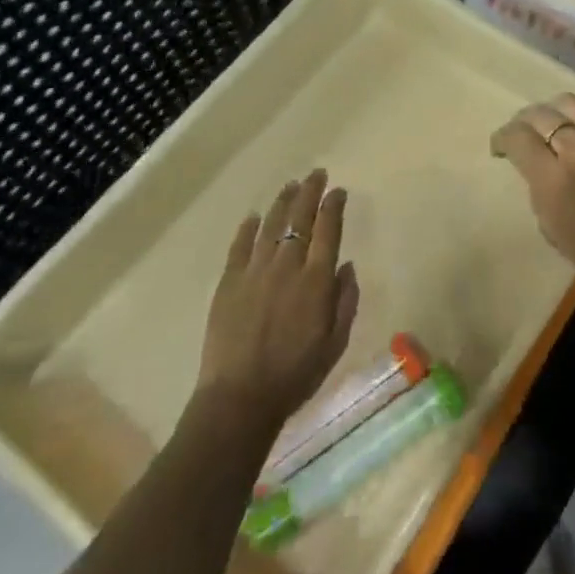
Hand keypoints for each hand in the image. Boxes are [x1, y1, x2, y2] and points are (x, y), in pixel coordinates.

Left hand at [195, 170, 359, 434]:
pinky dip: (248, 229)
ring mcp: (254, 272)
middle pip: (299, 219)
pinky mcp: (228, 283)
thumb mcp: (335, 342)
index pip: (328, 229)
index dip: (333, 206)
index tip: (338, 191)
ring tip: (291, 186)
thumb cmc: (296, 374)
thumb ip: (345, 301)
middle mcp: (286, 266)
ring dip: (283, 202)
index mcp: (316, 280)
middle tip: (316, 174)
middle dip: (310, 192)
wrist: (240, 398)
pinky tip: (254, 217)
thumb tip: (346, 266)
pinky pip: (239, 247)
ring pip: (270, 225)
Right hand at [491, 95, 574, 331]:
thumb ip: (539, 190)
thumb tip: (536, 166)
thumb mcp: (555, 230)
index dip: (502, 138)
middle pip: (541, 114)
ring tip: (551, 123)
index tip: (500, 147)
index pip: (518, 138)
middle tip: (522, 134)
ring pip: (570, 103)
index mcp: (554, 180)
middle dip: (524, 122)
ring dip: (552, 111)